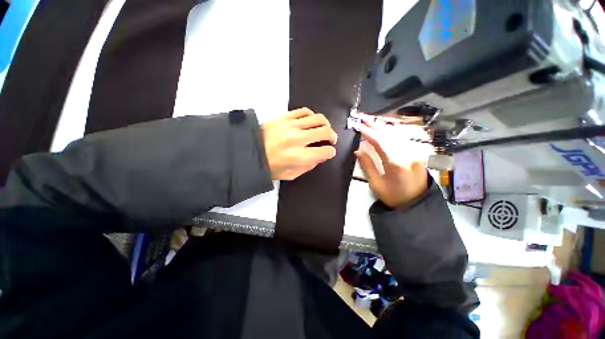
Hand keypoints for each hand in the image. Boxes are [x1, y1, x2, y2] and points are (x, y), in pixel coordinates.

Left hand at [262, 108, 337, 179]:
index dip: (330, 152)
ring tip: (323, 129)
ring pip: (318, 118)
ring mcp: (291, 125)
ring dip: (325, 124)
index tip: (329, 152)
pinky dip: (311, 115)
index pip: (325, 151)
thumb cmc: (270, 167)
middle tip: (330, 140)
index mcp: (299, 156)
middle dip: (332, 136)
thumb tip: (322, 155)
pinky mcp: (284, 117)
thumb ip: (309, 165)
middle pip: (325, 131)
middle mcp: (297, 139)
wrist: (248, 152)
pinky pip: (304, 111)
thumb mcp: (291, 174)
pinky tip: (310, 121)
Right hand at [355, 121, 432, 207]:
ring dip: (383, 127)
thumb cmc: (393, 196)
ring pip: (397, 135)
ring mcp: (415, 153)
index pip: (379, 142)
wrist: (416, 203)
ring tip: (372, 121)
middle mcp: (407, 154)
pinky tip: (385, 130)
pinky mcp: (417, 153)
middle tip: (364, 117)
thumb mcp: (376, 184)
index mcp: (395, 163)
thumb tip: (358, 150)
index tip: (359, 125)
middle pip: (389, 135)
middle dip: (375, 125)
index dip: (368, 133)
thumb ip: (367, 166)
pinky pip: (402, 140)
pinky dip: (391, 133)